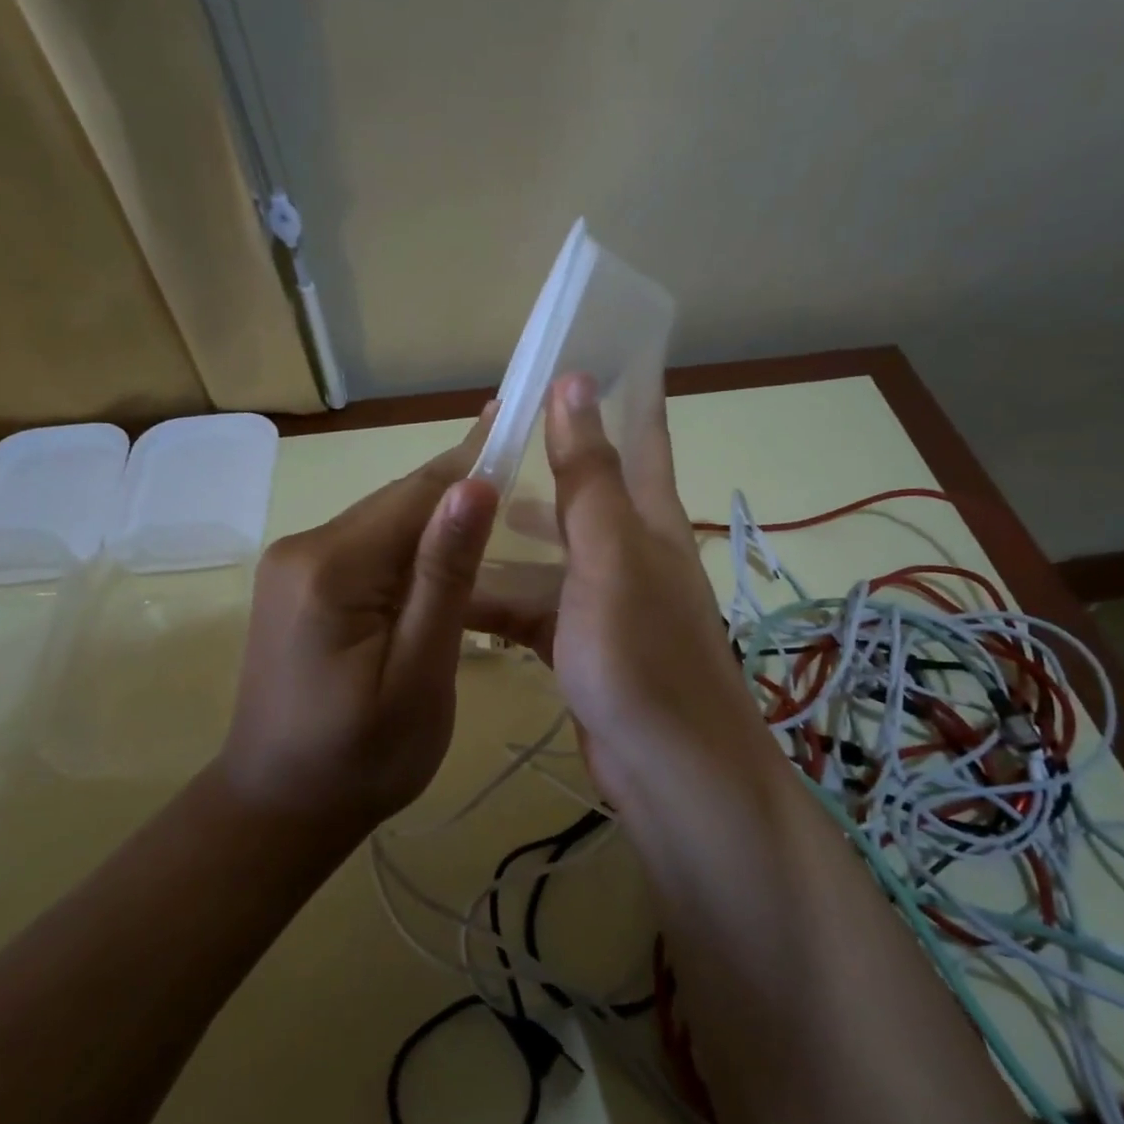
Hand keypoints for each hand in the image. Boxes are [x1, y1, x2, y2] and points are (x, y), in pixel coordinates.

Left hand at [216, 414, 499, 830]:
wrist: (280, 808)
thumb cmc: (362, 757)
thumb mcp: (419, 673)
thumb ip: (443, 578)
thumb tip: (474, 487)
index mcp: (331, 568)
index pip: (416, 494)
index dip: (472, 460)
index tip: (517, 417)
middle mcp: (303, 549)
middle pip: (397, 504)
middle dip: (458, 491)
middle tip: (524, 466)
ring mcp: (293, 567)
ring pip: (383, 526)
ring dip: (437, 523)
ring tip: (498, 511)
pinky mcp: (297, 588)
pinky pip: (367, 552)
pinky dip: (410, 552)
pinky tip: (444, 561)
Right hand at [469, 376, 779, 804]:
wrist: (670, 773)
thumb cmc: (641, 656)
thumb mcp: (610, 557)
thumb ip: (589, 476)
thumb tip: (575, 381)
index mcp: (648, 521)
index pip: (639, 437)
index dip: (621, 392)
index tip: (586, 350)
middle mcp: (631, 554)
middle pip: (582, 495)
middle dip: (541, 465)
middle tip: (484, 441)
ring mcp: (607, 604)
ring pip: (549, 555)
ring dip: (508, 539)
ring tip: (454, 517)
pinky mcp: (584, 649)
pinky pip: (536, 609)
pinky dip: (502, 600)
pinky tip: (461, 595)